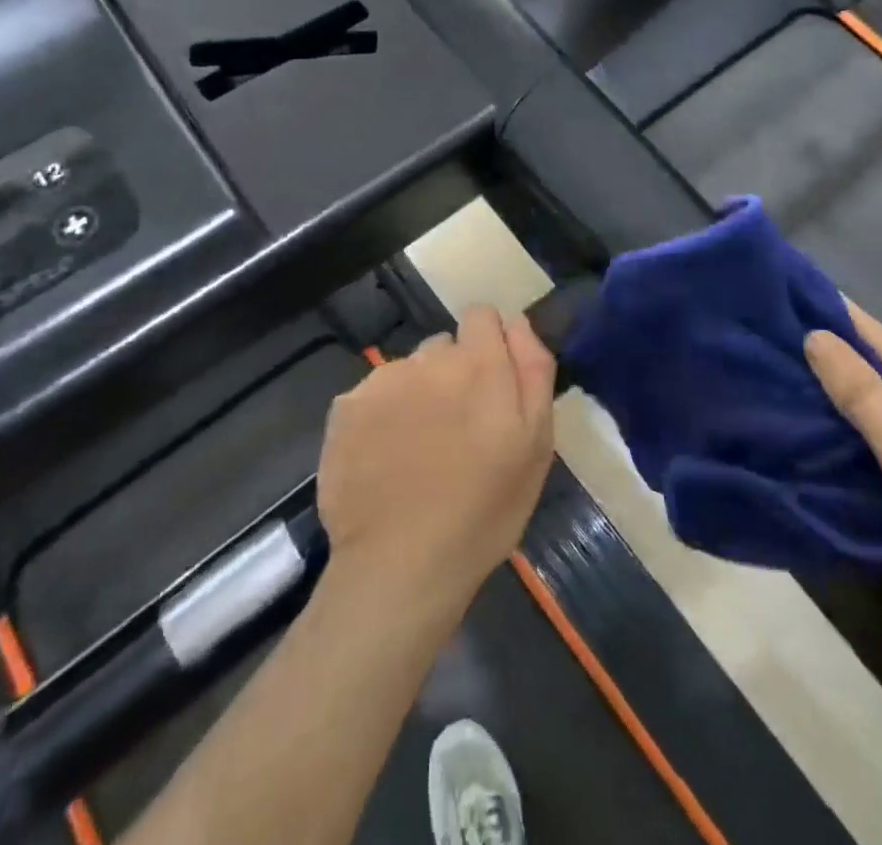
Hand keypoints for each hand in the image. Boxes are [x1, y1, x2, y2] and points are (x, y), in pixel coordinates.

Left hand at [318, 306, 555, 609]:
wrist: (400, 566)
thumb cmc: (483, 511)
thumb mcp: (536, 445)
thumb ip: (533, 370)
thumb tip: (517, 322)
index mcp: (478, 363)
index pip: (482, 315)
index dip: (489, 343)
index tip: (490, 384)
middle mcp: (427, 358)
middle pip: (444, 346)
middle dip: (453, 374)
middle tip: (456, 430)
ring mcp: (381, 381)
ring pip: (407, 371)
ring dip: (417, 395)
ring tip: (418, 451)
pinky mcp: (345, 408)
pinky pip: (372, 396)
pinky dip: (381, 417)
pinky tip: (384, 460)